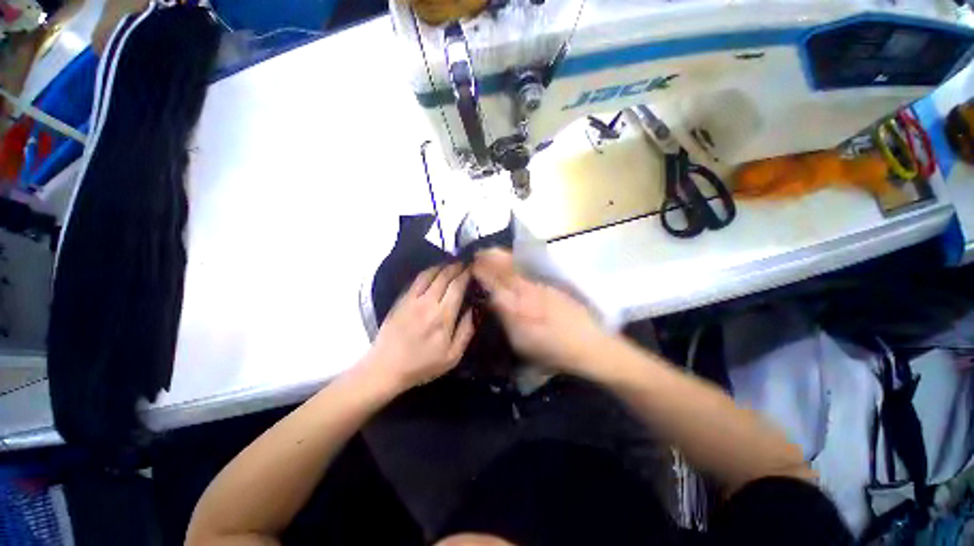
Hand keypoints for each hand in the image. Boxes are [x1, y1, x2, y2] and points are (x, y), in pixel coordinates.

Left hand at [364, 263, 474, 391]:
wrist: (386, 367)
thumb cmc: (422, 365)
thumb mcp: (452, 356)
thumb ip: (466, 331)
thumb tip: (474, 309)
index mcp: (443, 316)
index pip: (457, 286)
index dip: (466, 274)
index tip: (473, 268)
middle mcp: (428, 302)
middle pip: (444, 276)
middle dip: (456, 266)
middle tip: (465, 261)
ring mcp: (412, 299)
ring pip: (429, 274)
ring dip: (442, 265)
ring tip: (451, 262)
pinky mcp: (401, 300)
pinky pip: (416, 280)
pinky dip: (427, 272)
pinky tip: (433, 271)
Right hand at [472, 249, 609, 377]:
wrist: (588, 344)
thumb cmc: (551, 350)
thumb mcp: (520, 343)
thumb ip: (504, 320)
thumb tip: (492, 301)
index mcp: (515, 309)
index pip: (492, 284)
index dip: (480, 273)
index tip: (470, 265)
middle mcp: (525, 292)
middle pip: (502, 268)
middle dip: (487, 258)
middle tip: (477, 253)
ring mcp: (539, 285)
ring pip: (515, 266)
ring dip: (500, 257)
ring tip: (489, 253)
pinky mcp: (549, 284)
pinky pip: (526, 269)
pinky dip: (514, 263)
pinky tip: (510, 262)